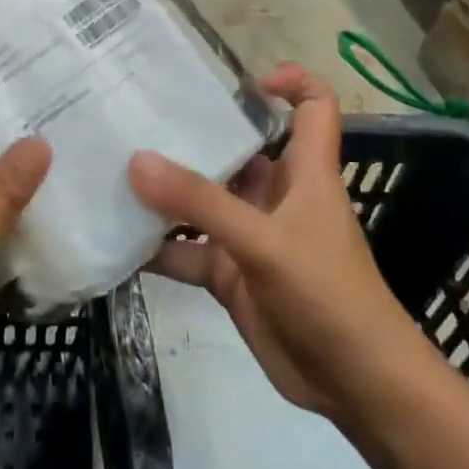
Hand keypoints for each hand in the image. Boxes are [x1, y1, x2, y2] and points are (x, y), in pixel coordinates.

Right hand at [128, 64, 416, 424]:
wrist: (356, 386)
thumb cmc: (327, 294)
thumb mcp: (264, 241)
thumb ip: (201, 202)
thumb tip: (136, 160)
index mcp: (304, 172)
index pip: (313, 108)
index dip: (290, 83)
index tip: (242, 82)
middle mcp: (275, 196)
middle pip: (236, 151)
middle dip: (192, 136)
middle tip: (134, 118)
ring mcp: (250, 236)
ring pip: (202, 202)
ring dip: (164, 193)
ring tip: (111, 171)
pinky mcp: (231, 274)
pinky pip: (187, 249)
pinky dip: (157, 246)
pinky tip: (117, 238)